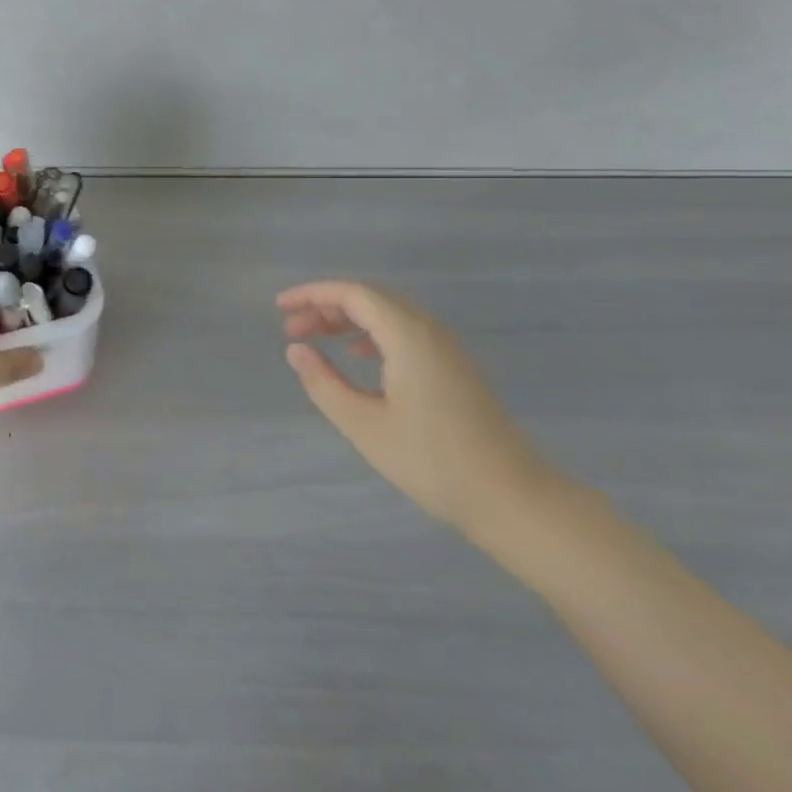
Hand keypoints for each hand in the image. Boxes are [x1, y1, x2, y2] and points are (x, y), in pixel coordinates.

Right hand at [278, 279, 558, 541]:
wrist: (511, 498)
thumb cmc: (431, 461)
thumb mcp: (364, 424)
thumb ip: (324, 383)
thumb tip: (296, 350)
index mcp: (408, 336)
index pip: (353, 294)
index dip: (313, 294)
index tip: (280, 307)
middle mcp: (429, 331)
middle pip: (371, 298)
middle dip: (327, 306)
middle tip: (291, 328)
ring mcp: (445, 349)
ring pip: (388, 315)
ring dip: (348, 320)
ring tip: (315, 338)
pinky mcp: (453, 368)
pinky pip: (404, 332)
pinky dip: (371, 334)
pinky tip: (355, 356)